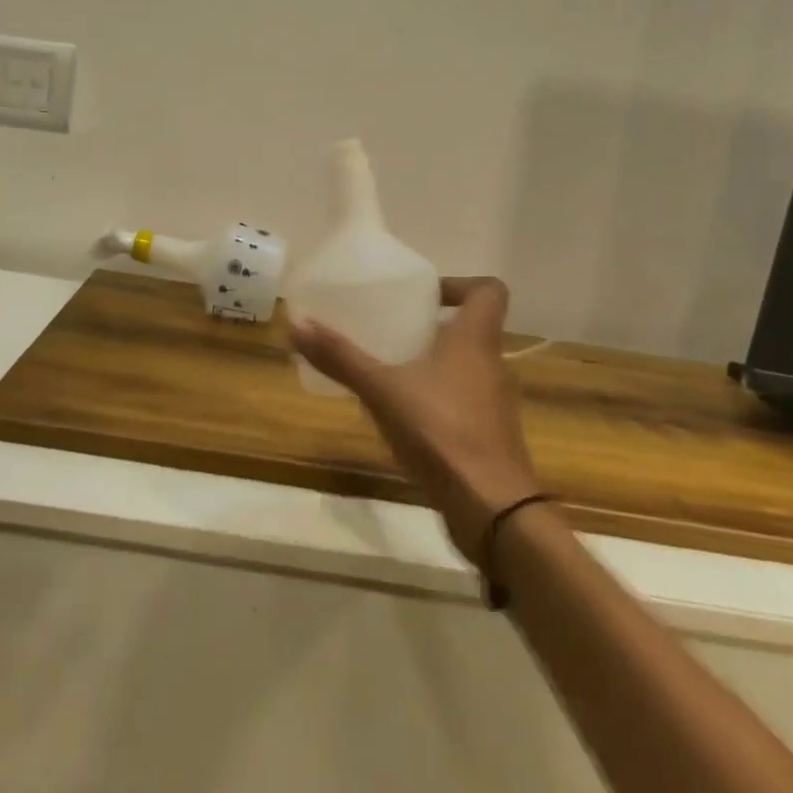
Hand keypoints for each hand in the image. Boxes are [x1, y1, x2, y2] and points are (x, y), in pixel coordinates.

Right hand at [292, 276, 539, 561]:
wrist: (491, 507)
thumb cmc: (440, 431)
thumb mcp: (382, 389)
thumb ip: (341, 358)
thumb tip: (296, 325)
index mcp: (476, 340)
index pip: (490, 290)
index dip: (460, 284)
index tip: (424, 295)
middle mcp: (493, 365)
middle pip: (474, 329)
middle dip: (434, 327)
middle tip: (393, 331)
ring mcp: (496, 404)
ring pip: (468, 368)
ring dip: (435, 364)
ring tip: (392, 372)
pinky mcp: (492, 436)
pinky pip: (465, 402)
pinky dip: (439, 399)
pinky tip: (406, 417)